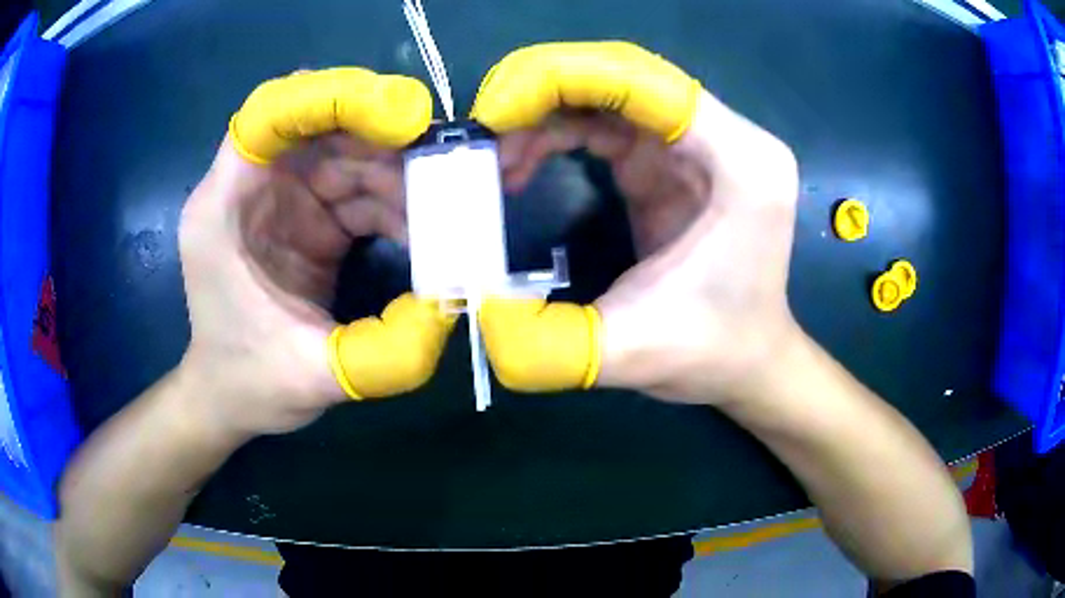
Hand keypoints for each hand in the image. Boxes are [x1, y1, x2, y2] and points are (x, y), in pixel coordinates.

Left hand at [178, 68, 454, 439]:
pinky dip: (394, 205)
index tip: (398, 119)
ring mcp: (282, 201)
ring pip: (347, 157)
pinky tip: (423, 232)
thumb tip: (448, 308)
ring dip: (398, 177)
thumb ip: (378, 355)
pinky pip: (357, 191)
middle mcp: (251, 190)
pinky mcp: (307, 220)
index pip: (268, 115)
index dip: (331, 98)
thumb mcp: (309, 379)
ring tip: (444, 212)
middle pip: (322, 130)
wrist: (232, 399)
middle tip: (447, 171)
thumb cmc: (249, 383)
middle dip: (385, 144)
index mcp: (225, 208)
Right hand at [473, 42, 801, 404]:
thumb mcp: (633, 354)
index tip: (493, 114)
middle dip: (543, 90)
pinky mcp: (672, 160)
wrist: (747, 358)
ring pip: (608, 95)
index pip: (644, 82)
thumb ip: (554, 346)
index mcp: (739, 162)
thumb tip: (479, 312)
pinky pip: (606, 122)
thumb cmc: (712, 351)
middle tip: (483, 128)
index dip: (561, 80)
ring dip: (543, 115)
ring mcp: (699, 144)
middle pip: (622, 76)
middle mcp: (727, 137)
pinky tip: (521, 168)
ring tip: (496, 162)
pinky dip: (556, 134)